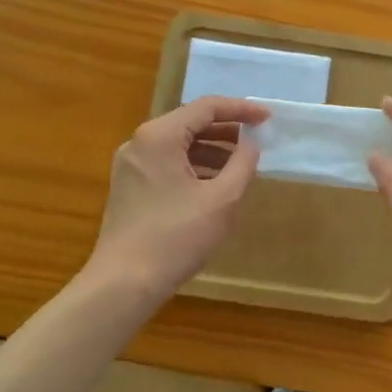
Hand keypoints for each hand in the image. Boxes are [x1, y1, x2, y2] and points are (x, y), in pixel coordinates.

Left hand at [88, 97, 268, 304]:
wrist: (124, 283)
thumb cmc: (176, 237)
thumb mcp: (221, 199)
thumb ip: (242, 164)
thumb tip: (251, 144)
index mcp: (160, 136)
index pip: (206, 108)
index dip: (241, 110)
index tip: (267, 120)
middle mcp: (140, 143)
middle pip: (190, 123)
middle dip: (226, 131)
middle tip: (257, 141)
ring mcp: (130, 165)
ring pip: (178, 145)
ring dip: (211, 151)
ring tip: (241, 166)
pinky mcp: (129, 187)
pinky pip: (167, 164)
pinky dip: (193, 167)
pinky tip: (214, 185)